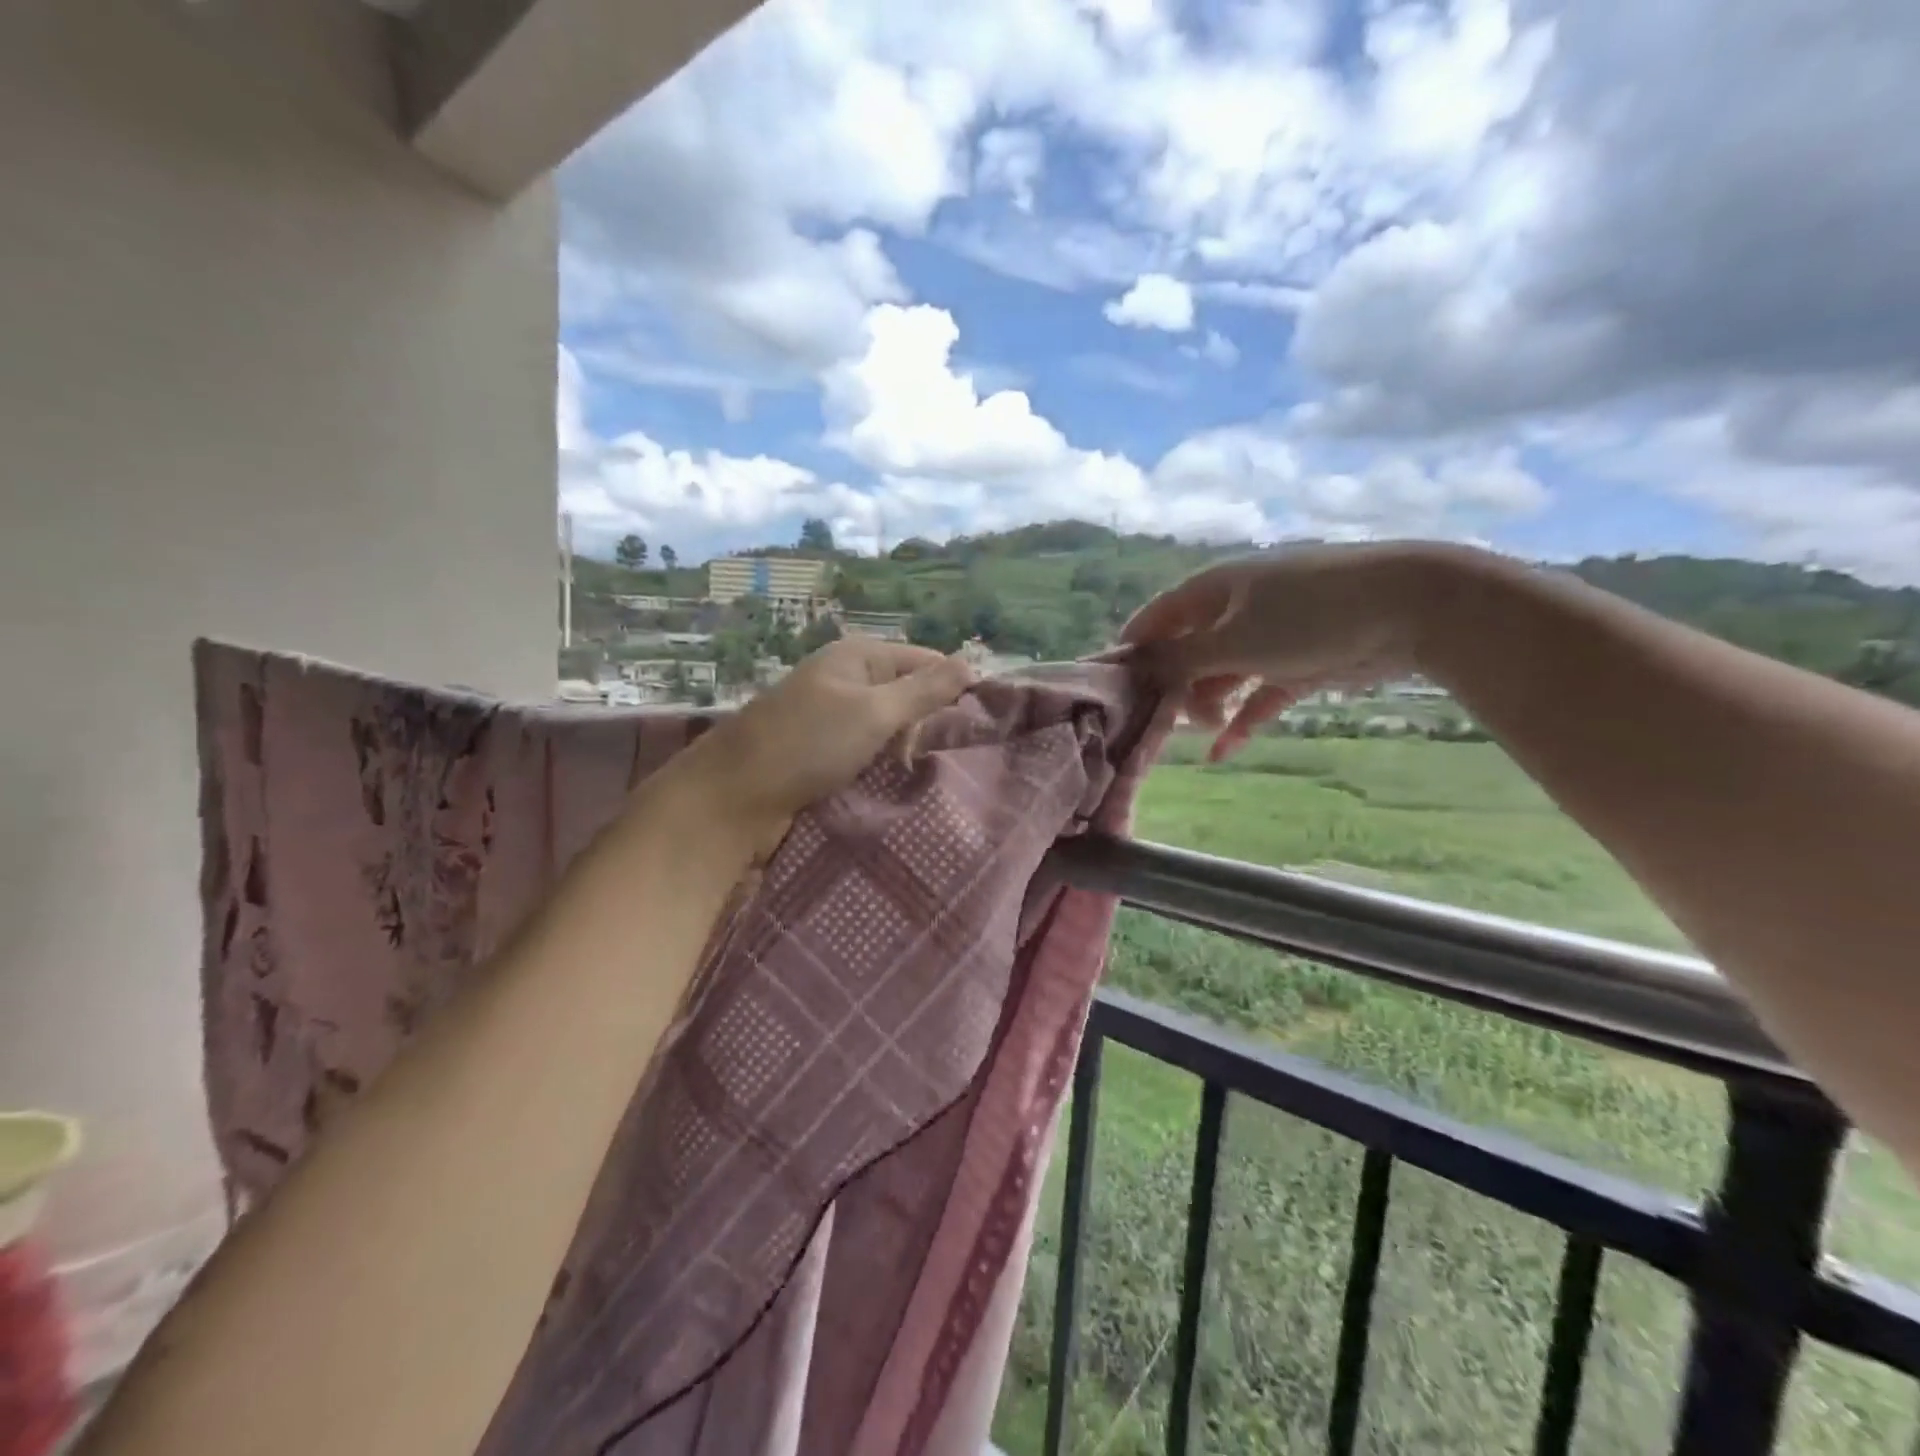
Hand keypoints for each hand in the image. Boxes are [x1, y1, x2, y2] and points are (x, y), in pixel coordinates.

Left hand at [674, 637, 974, 851]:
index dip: (953, 686)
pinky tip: (895, 782)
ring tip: (924, 774)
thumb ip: (924, 690)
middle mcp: (845, 679)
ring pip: (887, 727)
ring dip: (904, 748)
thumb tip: (971, 664)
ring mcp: (830, 716)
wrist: (735, 796)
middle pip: (906, 693)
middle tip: (947, 757)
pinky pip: (865, 750)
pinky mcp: (820, 750)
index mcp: (858, 656)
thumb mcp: (874, 711)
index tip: (980, 724)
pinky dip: (880, 764)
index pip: (925, 660)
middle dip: (927, 722)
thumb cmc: (808, 743)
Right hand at [1121, 542, 1472, 758]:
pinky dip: (1242, 721)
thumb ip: (1180, 659)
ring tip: (1201, 734)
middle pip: (1187, 650)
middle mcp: (1235, 610)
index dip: (1133, 649)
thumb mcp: (1234, 639)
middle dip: (1173, 686)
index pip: (1157, 617)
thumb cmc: (1309, 615)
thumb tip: (1135, 668)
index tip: (1112, 688)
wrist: (1411, 606)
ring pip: (1222, 674)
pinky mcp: (1299, 663)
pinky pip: (1258, 695)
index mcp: (1214, 590)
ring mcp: (1269, 636)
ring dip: (1207, 705)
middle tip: (1163, 723)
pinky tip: (1223, 754)